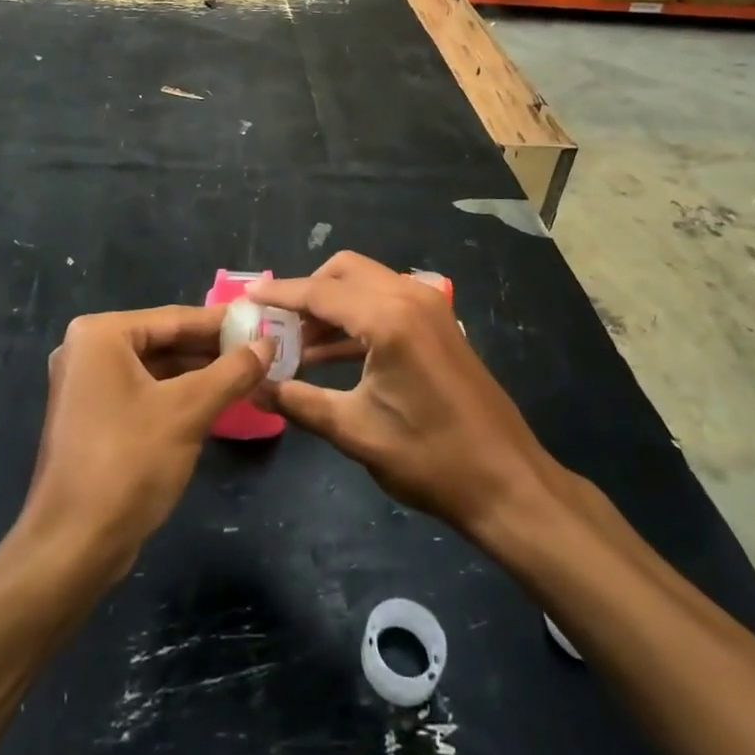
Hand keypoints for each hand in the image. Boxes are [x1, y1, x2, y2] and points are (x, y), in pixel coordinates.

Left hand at [22, 307, 270, 578]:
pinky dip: (179, 395)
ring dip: (200, 374)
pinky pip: (145, 392)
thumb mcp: (189, 411)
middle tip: (262, 350)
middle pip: (164, 341)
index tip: (263, 321)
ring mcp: (87, 386)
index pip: (174, 318)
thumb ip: (232, 371)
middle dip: (212, 349)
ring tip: (249, 373)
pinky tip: (217, 401)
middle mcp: (88, 351)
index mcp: (100, 335)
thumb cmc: (129, 463)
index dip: (222, 322)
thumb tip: (268, 343)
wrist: (73, 548)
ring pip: (157, 369)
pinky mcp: (94, 418)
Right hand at [251, 253, 557, 544]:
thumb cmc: (430, 458)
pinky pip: (386, 302)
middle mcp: (409, 297)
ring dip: (331, 305)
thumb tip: (254, 386)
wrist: (508, 483)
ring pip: (366, 283)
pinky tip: (331, 354)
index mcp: (388, 318)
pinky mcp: (439, 324)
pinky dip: (356, 317)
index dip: (280, 295)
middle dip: (307, 292)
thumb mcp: (356, 432)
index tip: (247, 298)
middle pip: (344, 271)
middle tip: (276, 324)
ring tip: (296, 343)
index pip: (320, 292)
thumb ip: (298, 402)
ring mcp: (430, 306)